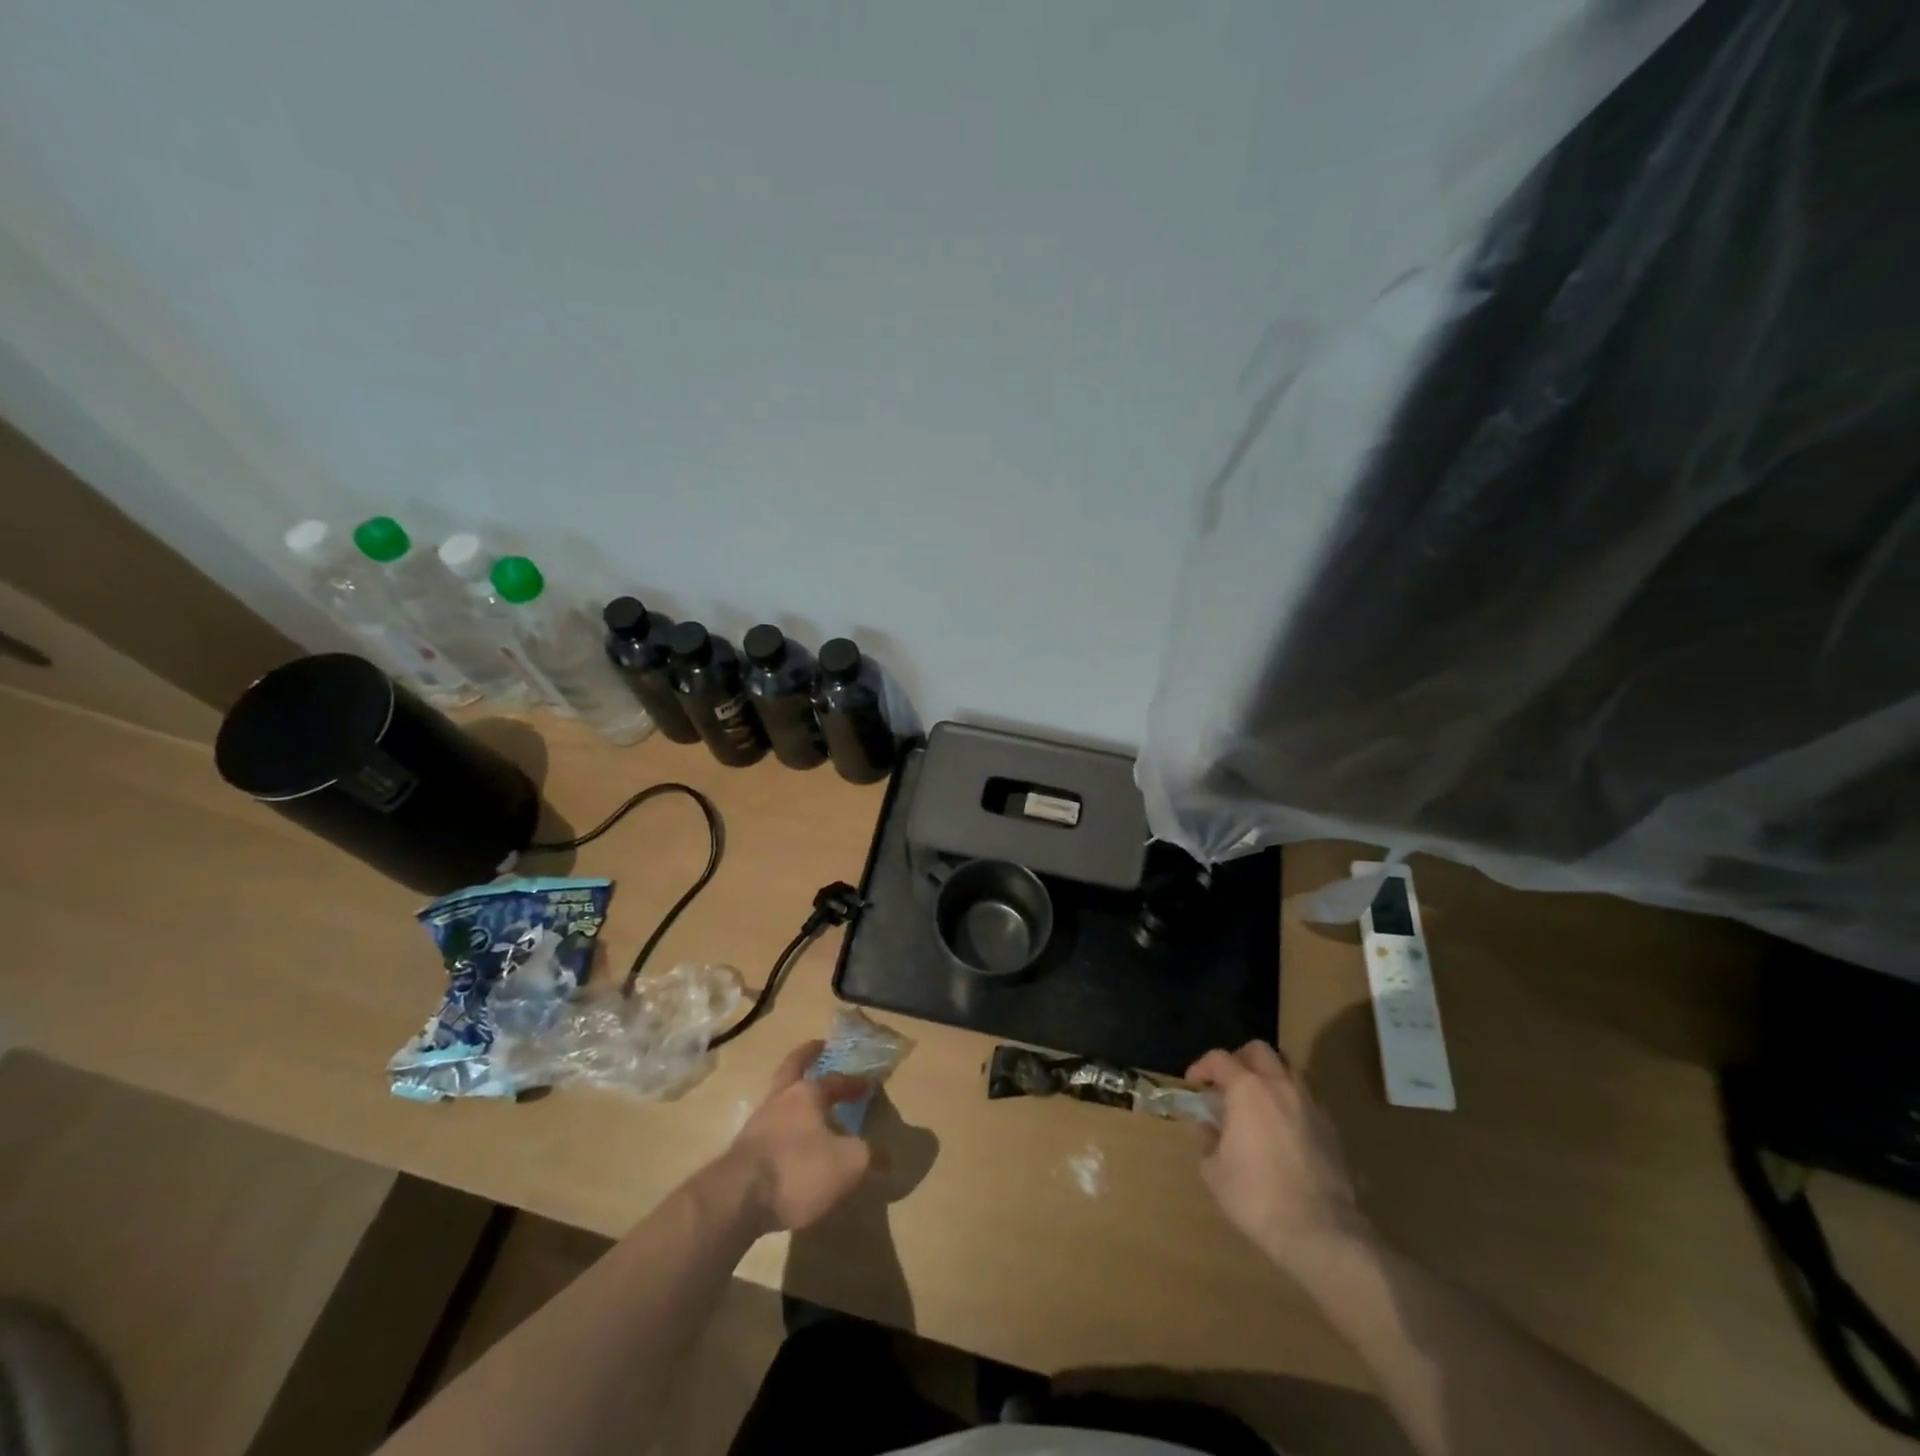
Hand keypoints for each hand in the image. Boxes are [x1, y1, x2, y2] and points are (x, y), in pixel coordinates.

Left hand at [718, 1040, 873, 1234]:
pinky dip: (782, 1128)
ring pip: (778, 1098)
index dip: (853, 1083)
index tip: (868, 1084)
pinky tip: (789, 1144)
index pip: (835, 1080)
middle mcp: (779, 1100)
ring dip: (792, 1096)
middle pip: (792, 1068)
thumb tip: (886, 1156)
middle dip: (806, 1057)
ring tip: (806, 1105)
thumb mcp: (848, 1164)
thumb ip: (869, 1156)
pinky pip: (768, 1130)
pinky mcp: (742, 1153)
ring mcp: (756, 1125)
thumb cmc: (798, 1170)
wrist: (736, 1200)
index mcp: (806, 1095)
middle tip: (817, 1047)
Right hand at [1187, 1041, 1370, 1276]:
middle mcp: (1281, 1086)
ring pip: (1288, 1071)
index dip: (1202, 1067)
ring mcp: (1311, 1105)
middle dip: (1239, 1059)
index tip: (1194, 1083)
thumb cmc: (1257, 1197)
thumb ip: (1209, 1140)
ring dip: (1269, 1078)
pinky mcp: (1332, 1129)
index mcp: (1247, 1090)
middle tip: (1228, 1083)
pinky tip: (1283, 1131)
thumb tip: (1211, 1128)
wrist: (1321, 1232)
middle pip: (1259, 1051)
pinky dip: (1290, 1104)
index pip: (1219, 1059)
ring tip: (1257, 1104)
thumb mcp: (1214, 1171)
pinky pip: (1306, 1100)